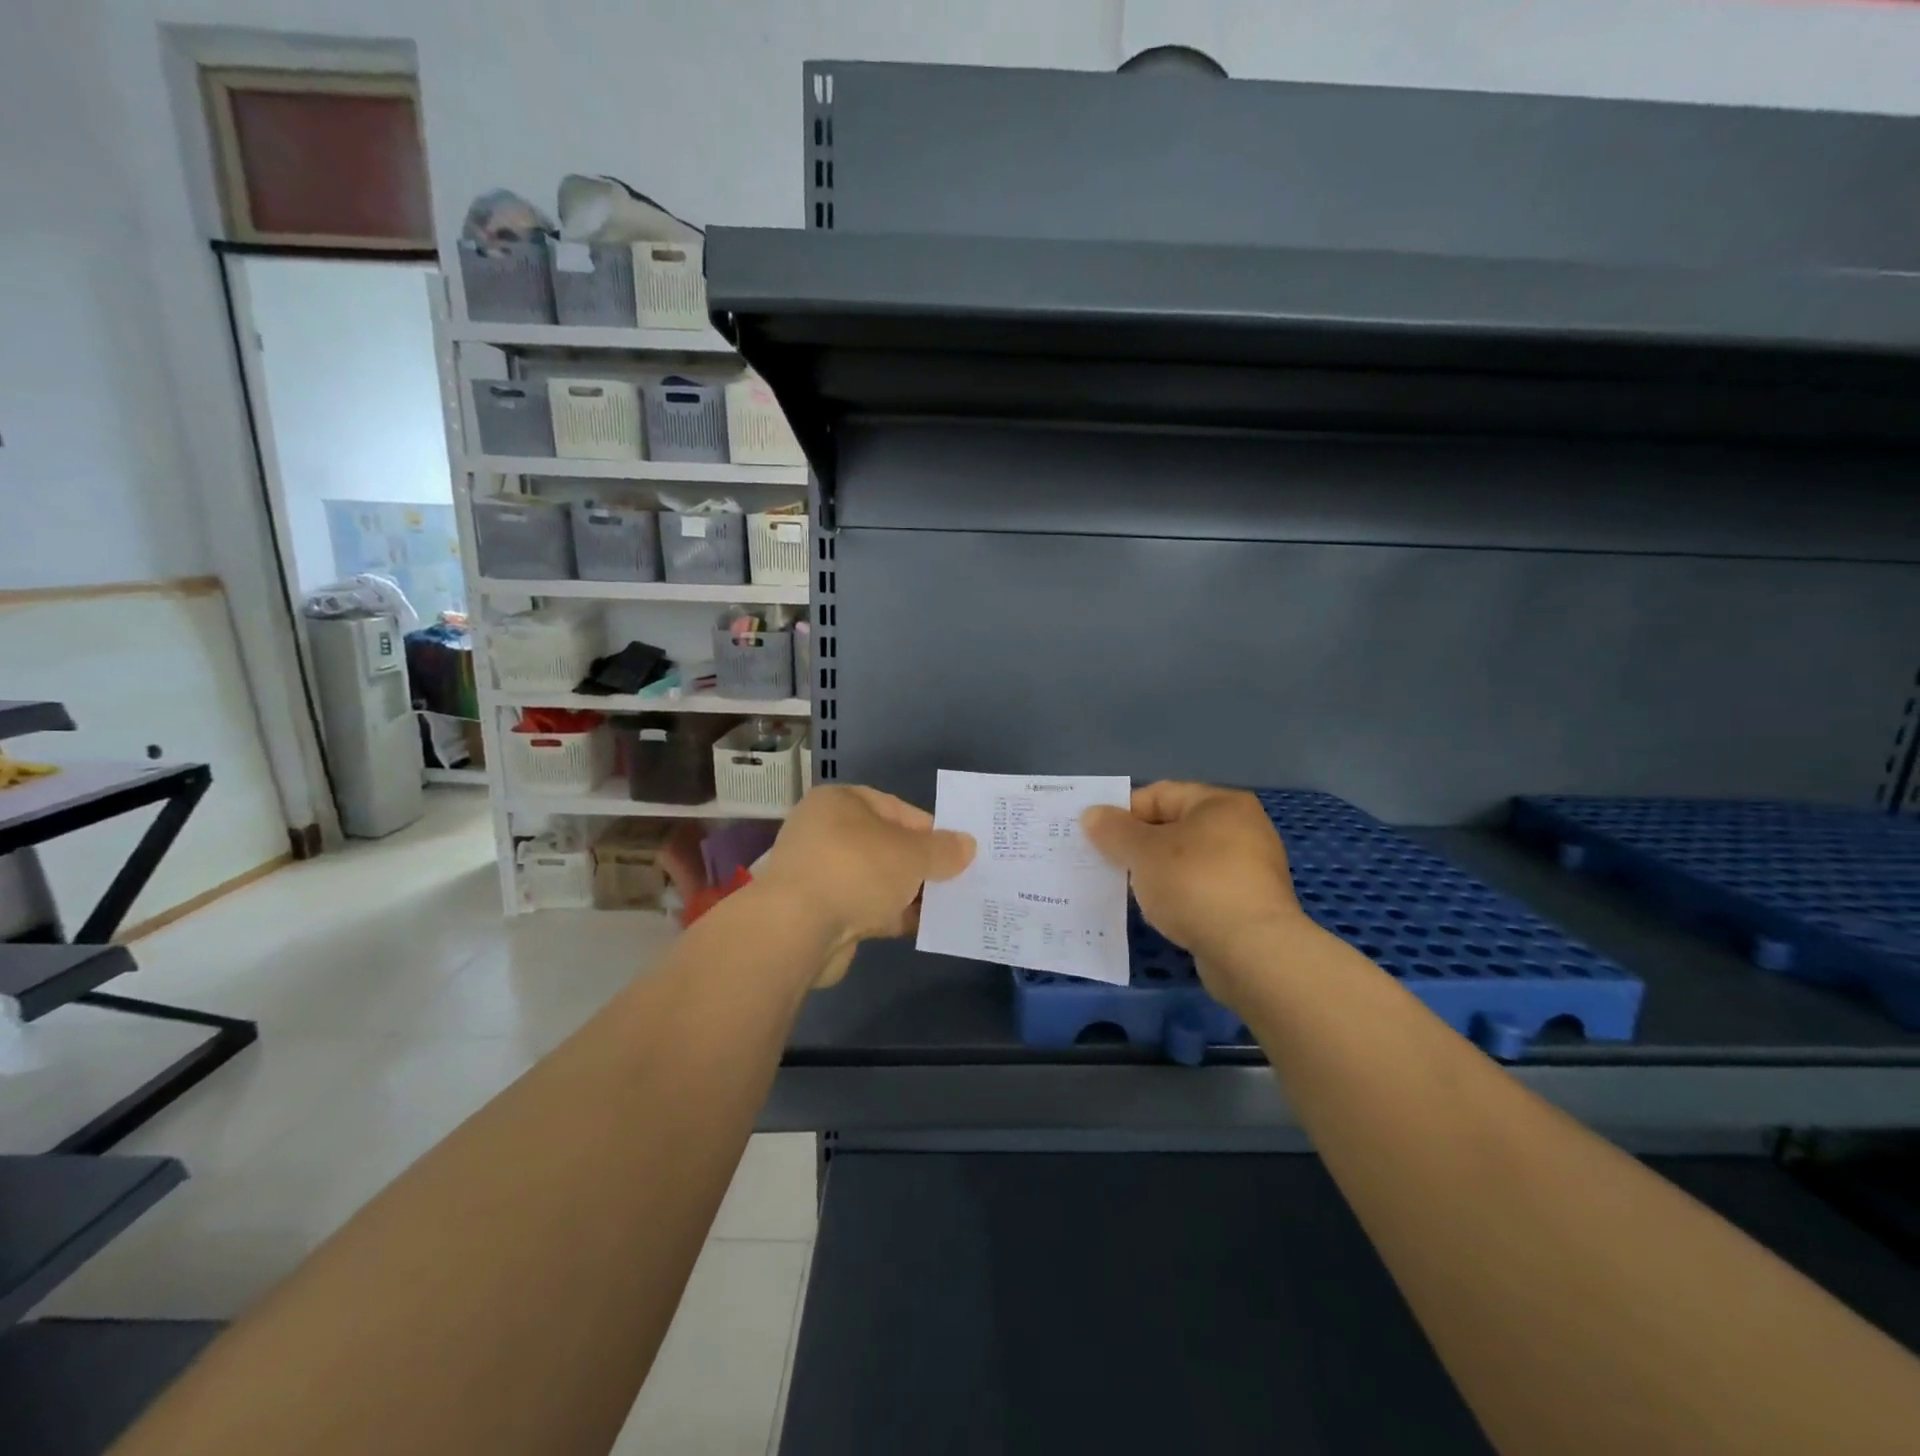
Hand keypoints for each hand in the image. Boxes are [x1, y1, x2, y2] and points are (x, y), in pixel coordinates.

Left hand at [753, 785, 974, 986]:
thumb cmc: (856, 869)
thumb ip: (943, 849)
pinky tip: (924, 926)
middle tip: (957, 879)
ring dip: (908, 893)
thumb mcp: (912, 854)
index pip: (896, 808)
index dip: (930, 829)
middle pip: (886, 845)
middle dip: (920, 864)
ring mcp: (819, 874)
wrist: (797, 929)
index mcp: (840, 802)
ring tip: (948, 905)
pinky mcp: (819, 913)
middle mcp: (824, 832)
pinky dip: (891, 915)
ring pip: (876, 880)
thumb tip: (967, 845)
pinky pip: (866, 908)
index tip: (957, 851)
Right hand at [1082, 782, 1304, 1004]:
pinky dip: (1180, 899)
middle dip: (1139, 846)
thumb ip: (1114, 830)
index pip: (1160, 794)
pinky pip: (1203, 892)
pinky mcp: (1252, 907)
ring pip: (1188, 863)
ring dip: (1157, 875)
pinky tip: (1161, 915)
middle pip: (1175, 828)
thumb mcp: (1142, 852)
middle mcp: (1243, 829)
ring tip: (1129, 892)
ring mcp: (1251, 870)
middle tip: (1107, 864)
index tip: (1097, 837)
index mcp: (1220, 804)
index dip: (1124, 812)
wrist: (1252, 951)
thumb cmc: (1195, 884)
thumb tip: (1092, 814)